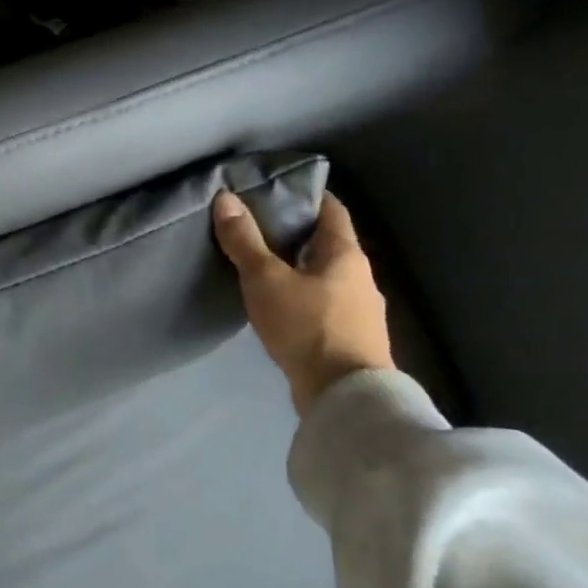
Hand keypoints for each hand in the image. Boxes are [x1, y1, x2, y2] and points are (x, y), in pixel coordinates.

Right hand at [213, 190, 393, 414]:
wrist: (345, 397)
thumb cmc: (307, 326)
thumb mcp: (266, 279)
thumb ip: (245, 240)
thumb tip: (226, 198)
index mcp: (346, 254)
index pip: (331, 209)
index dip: (306, 195)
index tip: (275, 190)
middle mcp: (360, 277)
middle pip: (327, 243)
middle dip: (295, 233)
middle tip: (256, 226)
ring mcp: (360, 311)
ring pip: (326, 276)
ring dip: (299, 268)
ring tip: (262, 266)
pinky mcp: (351, 339)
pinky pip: (325, 304)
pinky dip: (303, 296)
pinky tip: (280, 305)